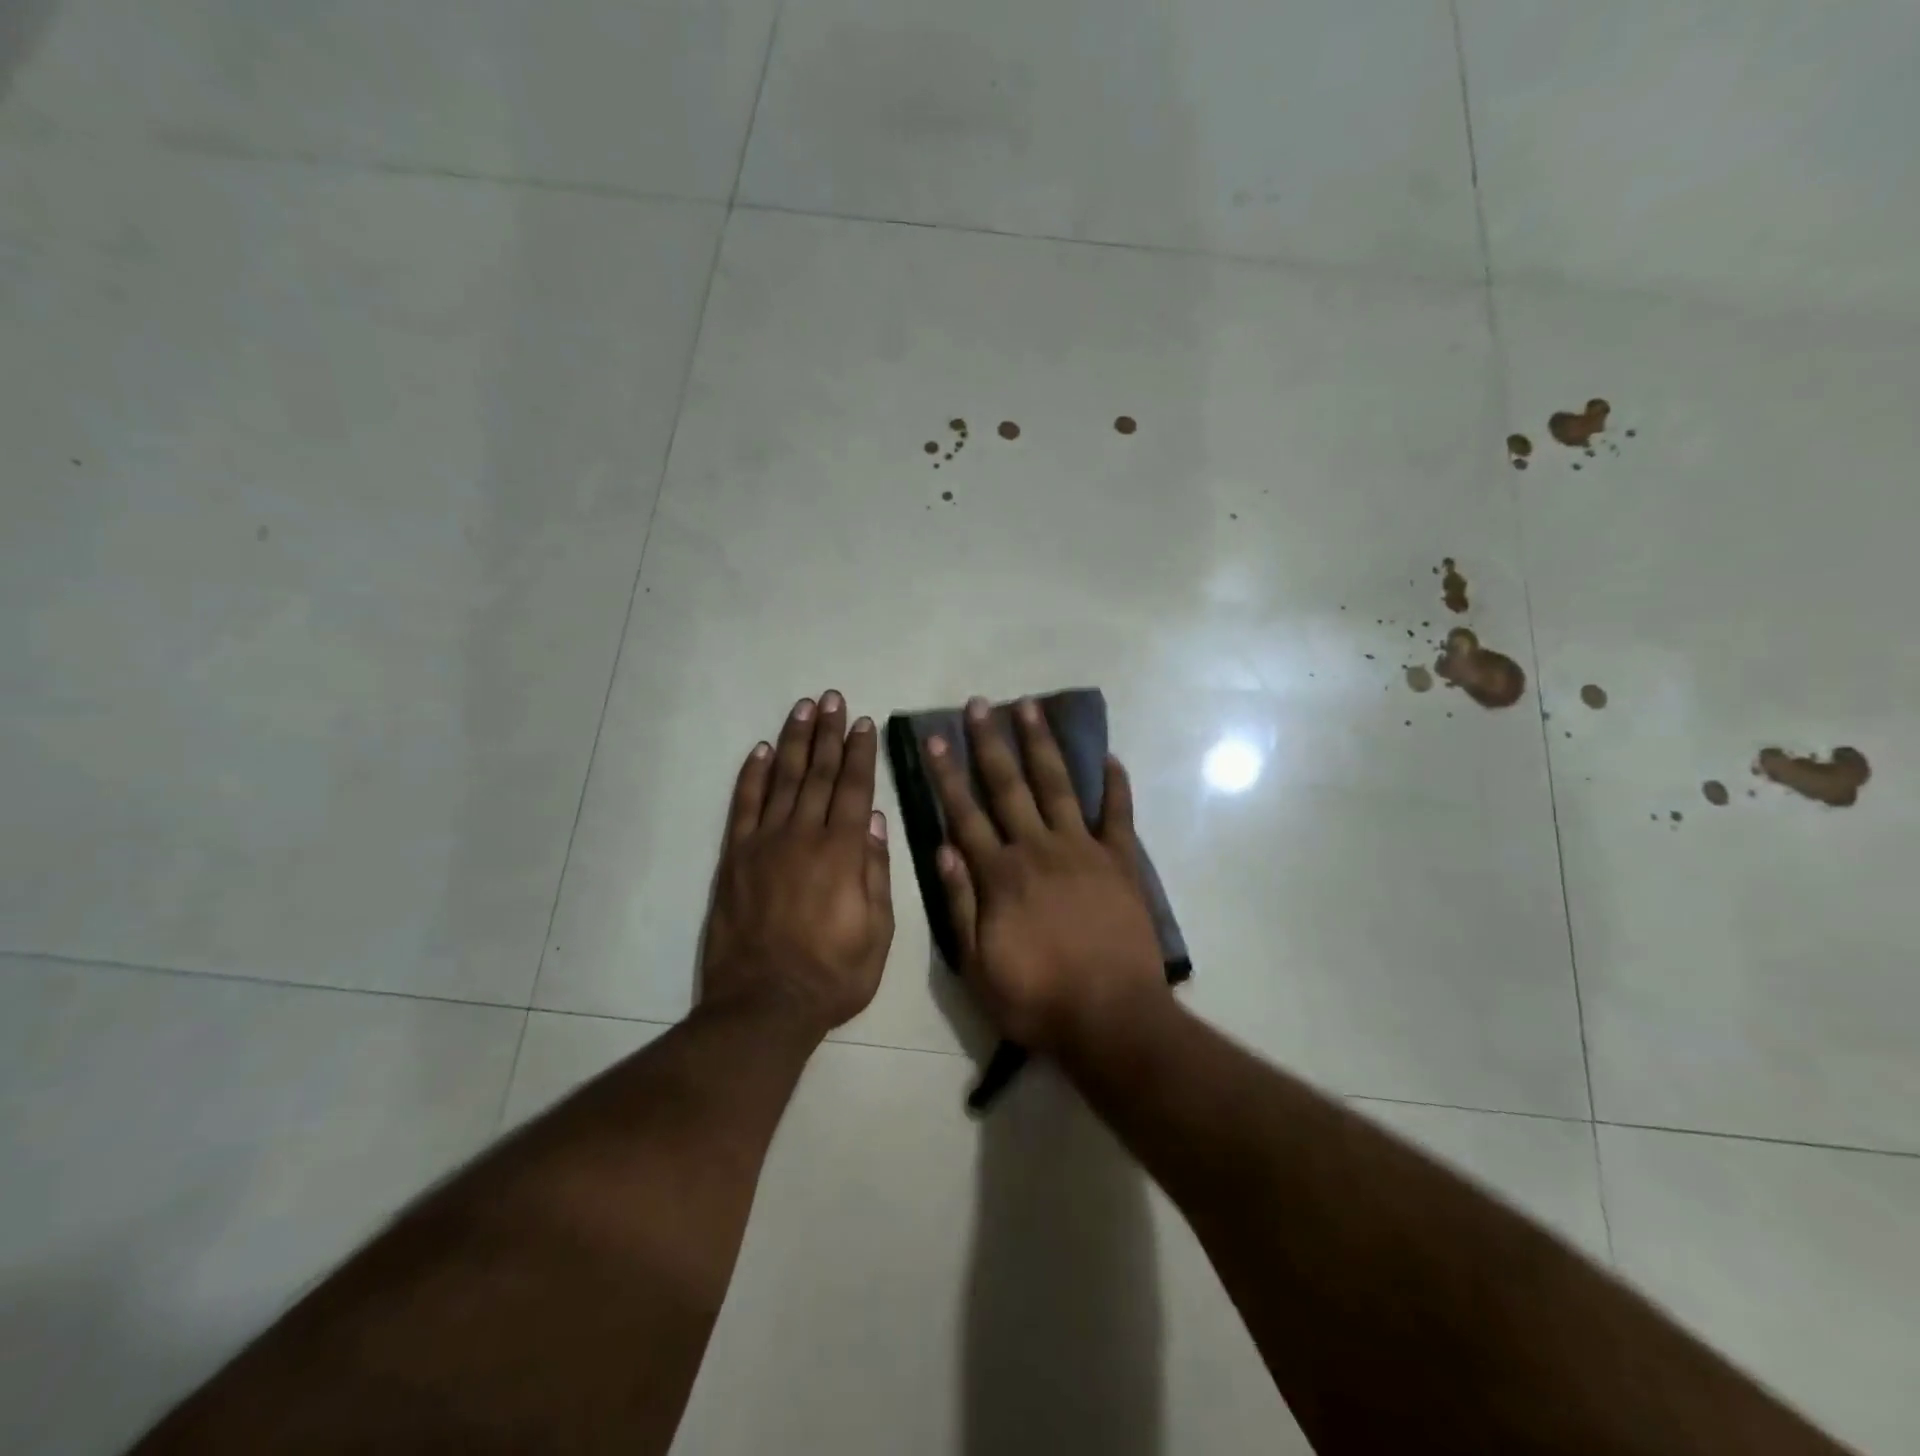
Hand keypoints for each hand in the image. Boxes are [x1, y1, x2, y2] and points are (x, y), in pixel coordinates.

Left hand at [700, 691, 894, 1035]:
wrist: (763, 1006)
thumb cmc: (833, 975)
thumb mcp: (878, 933)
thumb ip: (877, 873)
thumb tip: (876, 821)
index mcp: (844, 853)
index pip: (855, 789)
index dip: (860, 753)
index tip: (864, 723)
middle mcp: (804, 836)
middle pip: (819, 774)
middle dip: (829, 734)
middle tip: (833, 699)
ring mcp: (764, 844)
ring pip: (783, 780)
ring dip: (795, 741)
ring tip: (804, 708)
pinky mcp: (735, 858)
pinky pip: (744, 806)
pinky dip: (753, 776)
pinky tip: (762, 751)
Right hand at [924, 696, 1166, 1054]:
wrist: (1110, 1018)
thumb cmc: (1036, 998)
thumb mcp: (976, 965)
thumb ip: (958, 904)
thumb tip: (942, 847)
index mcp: (1000, 874)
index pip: (965, 814)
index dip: (947, 775)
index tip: (935, 739)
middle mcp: (1038, 849)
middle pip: (1009, 786)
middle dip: (989, 743)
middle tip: (979, 704)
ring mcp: (1083, 850)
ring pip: (1058, 786)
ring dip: (1041, 745)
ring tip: (1030, 708)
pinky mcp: (1121, 862)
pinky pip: (1118, 815)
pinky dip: (1115, 785)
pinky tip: (1109, 757)